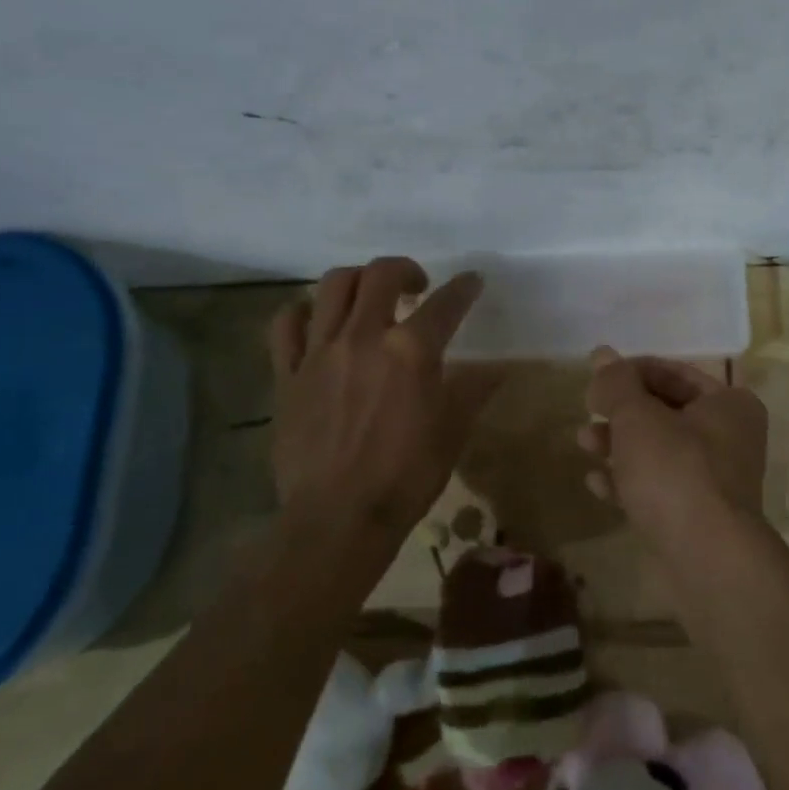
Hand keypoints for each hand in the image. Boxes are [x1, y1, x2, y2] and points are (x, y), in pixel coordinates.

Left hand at [265, 257, 497, 537]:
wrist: (337, 520)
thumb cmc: (405, 478)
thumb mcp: (453, 432)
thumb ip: (474, 391)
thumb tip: (501, 369)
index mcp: (412, 351)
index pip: (446, 302)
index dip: (464, 287)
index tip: (472, 282)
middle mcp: (364, 337)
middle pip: (382, 274)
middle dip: (406, 269)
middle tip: (417, 288)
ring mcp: (319, 352)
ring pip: (333, 285)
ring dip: (358, 281)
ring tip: (370, 298)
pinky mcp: (287, 373)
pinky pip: (287, 323)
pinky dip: (305, 311)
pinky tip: (319, 321)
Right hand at [578, 347, 768, 535]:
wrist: (707, 559)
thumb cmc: (676, 470)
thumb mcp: (638, 417)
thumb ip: (617, 383)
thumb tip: (601, 354)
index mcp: (729, 403)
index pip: (674, 372)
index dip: (631, 372)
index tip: (596, 381)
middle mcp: (729, 437)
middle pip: (665, 412)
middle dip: (622, 411)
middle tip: (587, 410)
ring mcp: (714, 480)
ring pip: (658, 451)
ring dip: (619, 445)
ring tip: (583, 443)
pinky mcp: (696, 516)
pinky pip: (657, 488)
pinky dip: (628, 481)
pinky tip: (595, 483)